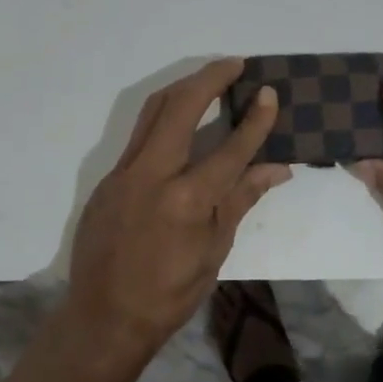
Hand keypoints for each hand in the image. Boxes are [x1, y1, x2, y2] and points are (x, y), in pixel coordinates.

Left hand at [66, 60, 289, 356]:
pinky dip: (163, 117)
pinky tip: (180, 120)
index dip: (255, 118)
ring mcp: (123, 172)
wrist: (104, 317)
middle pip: (182, 107)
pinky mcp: (108, 178)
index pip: (230, 147)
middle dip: (210, 78)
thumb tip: (278, 168)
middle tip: (235, 64)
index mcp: (187, 199)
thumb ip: (241, 200)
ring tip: (209, 78)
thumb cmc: (169, 293)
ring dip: (183, 89)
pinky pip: (138, 135)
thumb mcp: (214, 251)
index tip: (269, 91)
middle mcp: (152, 174)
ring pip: (153, 112)